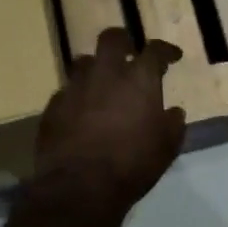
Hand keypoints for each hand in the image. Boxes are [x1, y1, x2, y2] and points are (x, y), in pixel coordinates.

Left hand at [32, 28, 186, 219]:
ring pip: (83, 61)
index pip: (154, 50)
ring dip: (95, 68)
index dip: (165, 50)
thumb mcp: (166, 148)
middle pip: (111, 38)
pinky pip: (66, 91)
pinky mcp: (53, 106)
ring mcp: (75, 87)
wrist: (79, 187)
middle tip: (129, 52)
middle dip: (122, 41)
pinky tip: (80, 112)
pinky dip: (77, 96)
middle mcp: (105, 73)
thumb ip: (173, 124)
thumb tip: (174, 112)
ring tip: (102, 83)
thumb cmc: (132, 165)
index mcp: (138, 79)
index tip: (172, 56)